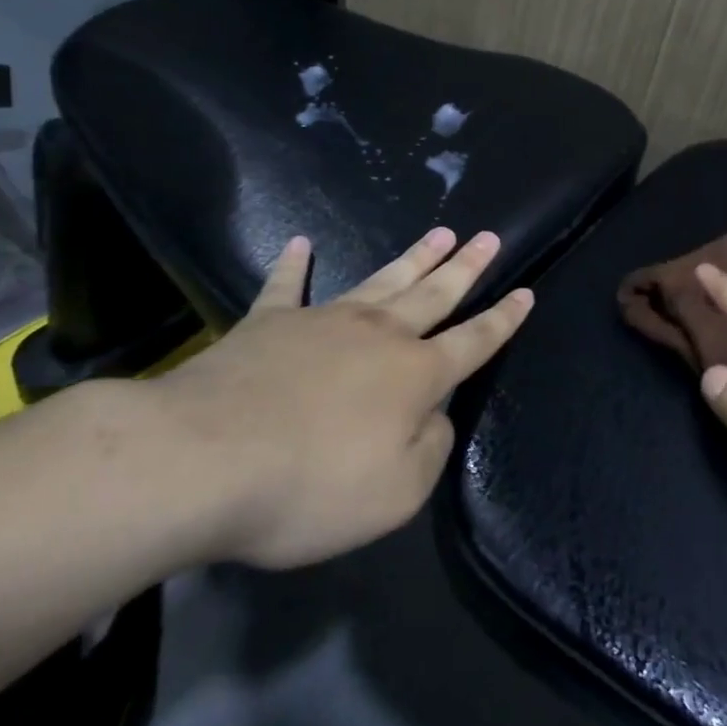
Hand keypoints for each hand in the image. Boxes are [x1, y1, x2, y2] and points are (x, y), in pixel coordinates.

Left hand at [161, 228, 532, 568]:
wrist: (200, 461)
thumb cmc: (309, 485)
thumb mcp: (395, 493)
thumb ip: (430, 449)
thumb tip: (434, 416)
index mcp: (416, 375)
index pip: (475, 340)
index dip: (503, 319)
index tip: (526, 292)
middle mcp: (380, 336)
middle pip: (435, 294)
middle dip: (466, 267)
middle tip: (488, 237)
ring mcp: (324, 322)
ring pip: (383, 280)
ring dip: (415, 257)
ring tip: (440, 232)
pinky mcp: (268, 325)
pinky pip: (287, 287)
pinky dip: (295, 265)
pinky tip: (300, 243)